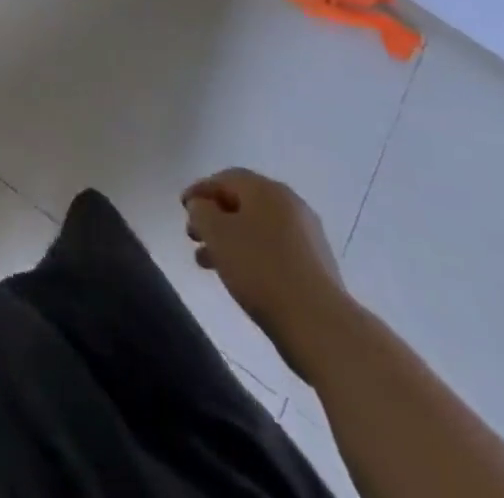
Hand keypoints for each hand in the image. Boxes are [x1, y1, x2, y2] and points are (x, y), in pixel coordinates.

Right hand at [184, 168, 352, 377]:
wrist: (320, 324)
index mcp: (266, 189)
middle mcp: (289, 203)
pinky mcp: (316, 265)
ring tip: (209, 263)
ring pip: (257, 228)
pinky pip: (274, 249)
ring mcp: (307, 235)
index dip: (200, 190)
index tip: (182, 208)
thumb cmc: (261, 269)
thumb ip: (201, 212)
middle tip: (194, 236)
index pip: (225, 178)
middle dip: (214, 217)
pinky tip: (240, 277)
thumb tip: (202, 205)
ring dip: (230, 239)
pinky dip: (252, 255)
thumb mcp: (217, 234)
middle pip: (242, 202)